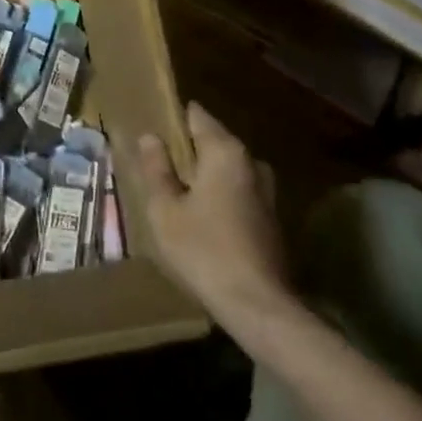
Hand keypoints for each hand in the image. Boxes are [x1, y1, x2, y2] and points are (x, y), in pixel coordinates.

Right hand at [131, 103, 290, 326]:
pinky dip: (219, 194)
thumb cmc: (203, 250)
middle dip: (188, 148)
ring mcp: (266, 190)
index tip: (154, 126)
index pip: (197, 116)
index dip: (174, 118)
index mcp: (225, 151)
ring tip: (175, 190)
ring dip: (204, 174)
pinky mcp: (270, 217)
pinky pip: (237, 191)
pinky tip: (200, 216)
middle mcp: (250, 161)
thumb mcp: (165, 210)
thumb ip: (156, 169)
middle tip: (158, 163)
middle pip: (213, 141)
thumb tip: (151, 136)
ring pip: (226, 168)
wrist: (257, 305)